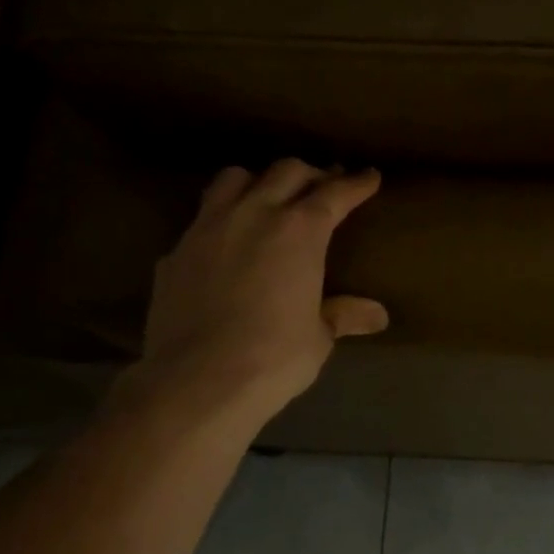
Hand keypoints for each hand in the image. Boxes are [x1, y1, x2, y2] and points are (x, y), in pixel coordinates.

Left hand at [123, 161, 387, 426]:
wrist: (197, 381)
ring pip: (234, 178)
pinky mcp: (175, 252)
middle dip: (311, 174)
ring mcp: (207, 229)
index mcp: (299, 231)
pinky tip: (226, 245)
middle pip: (286, 172)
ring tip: (268, 198)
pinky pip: (202, 219)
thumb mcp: (318, 337)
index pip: (334, 193)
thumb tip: (378, 315)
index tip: (369, 176)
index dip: (356, 183)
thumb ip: (343, 315)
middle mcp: (253, 215)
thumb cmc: (274, 357)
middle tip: (324, 186)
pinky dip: (222, 220)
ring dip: (259, 181)